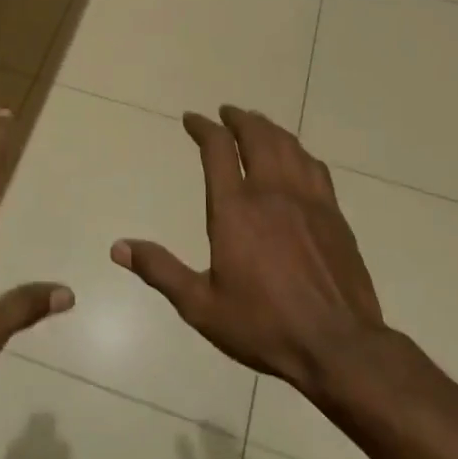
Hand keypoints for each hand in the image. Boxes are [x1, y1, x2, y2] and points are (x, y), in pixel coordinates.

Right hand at [112, 106, 381, 395]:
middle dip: (239, 119)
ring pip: (289, 146)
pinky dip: (299, 151)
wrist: (338, 346)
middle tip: (227, 112)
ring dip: (269, 128)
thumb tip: (118, 248)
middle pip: (257, 136)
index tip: (192, 119)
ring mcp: (308, 201)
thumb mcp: (201, 305)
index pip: (217, 150)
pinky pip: (315, 167)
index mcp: (235, 210)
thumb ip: (160, 271)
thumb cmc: (264, 326)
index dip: (203, 128)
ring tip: (257, 124)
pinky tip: (297, 157)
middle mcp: (272, 193)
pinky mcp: (334, 215)